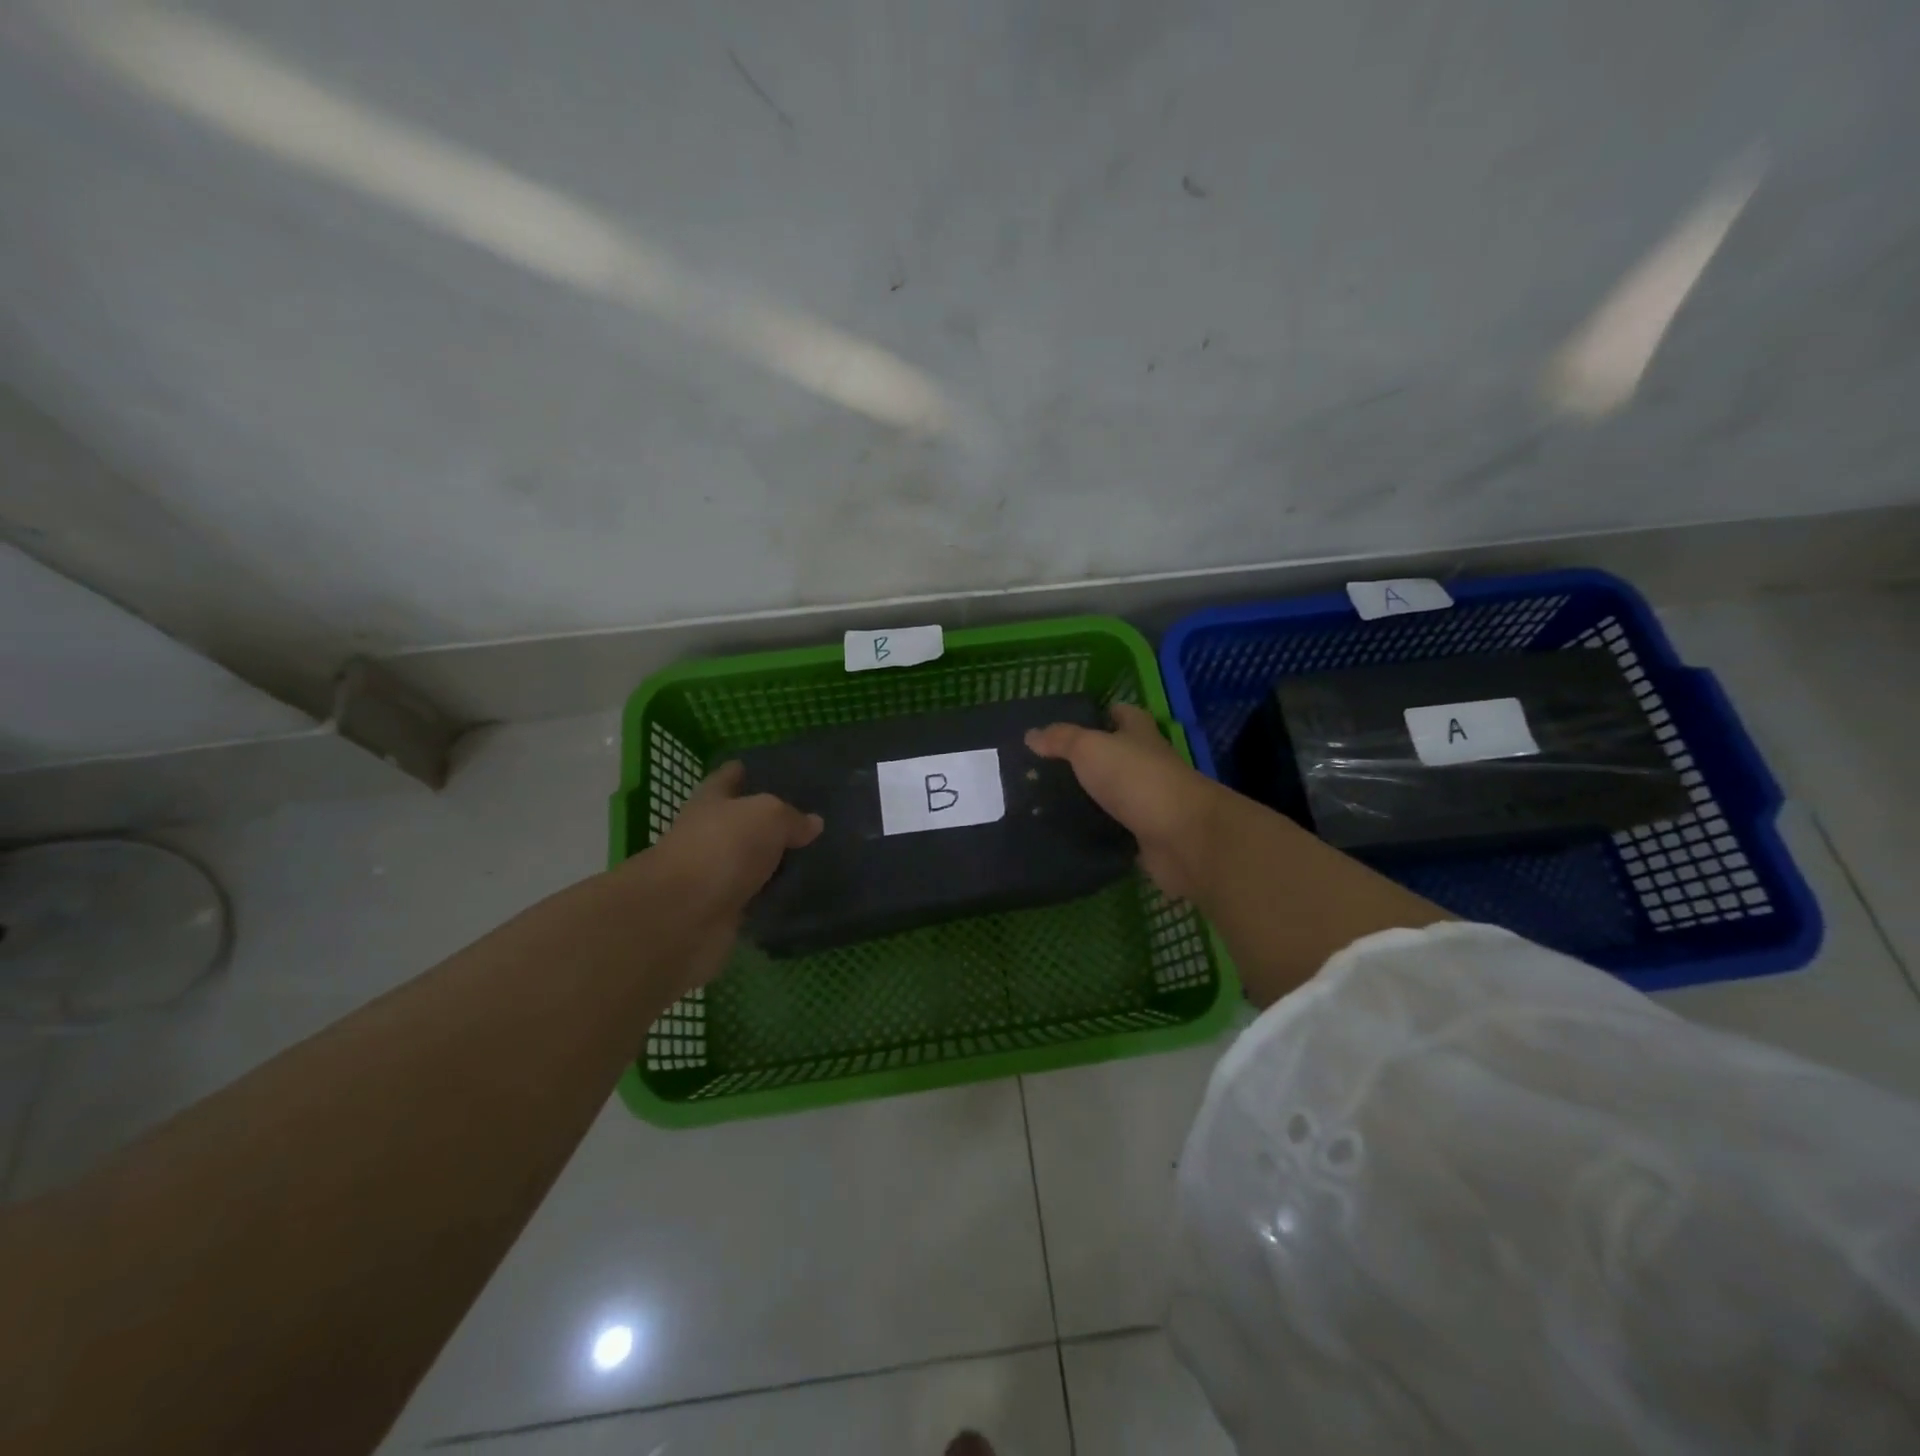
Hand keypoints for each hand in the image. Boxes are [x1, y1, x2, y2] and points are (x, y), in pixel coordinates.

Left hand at [629, 761, 822, 946]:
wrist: (685, 915)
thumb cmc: (723, 847)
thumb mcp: (768, 815)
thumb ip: (792, 817)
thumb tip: (813, 823)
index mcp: (711, 800)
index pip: (728, 777)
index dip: (746, 770)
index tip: (773, 768)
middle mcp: (710, 833)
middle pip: (742, 821)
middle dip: (770, 820)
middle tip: (812, 817)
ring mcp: (716, 873)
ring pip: (752, 861)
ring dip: (775, 861)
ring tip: (816, 854)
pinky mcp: (724, 909)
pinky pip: (757, 895)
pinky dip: (774, 894)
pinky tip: (803, 890)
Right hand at [1025, 703, 1227, 901]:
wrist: (1182, 837)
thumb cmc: (1137, 779)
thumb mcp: (1090, 748)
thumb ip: (1061, 740)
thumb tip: (1030, 734)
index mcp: (1140, 734)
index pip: (1122, 714)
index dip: (1101, 713)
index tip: (1068, 722)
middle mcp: (1148, 764)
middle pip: (1116, 755)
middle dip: (1087, 760)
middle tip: (1045, 768)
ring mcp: (1149, 802)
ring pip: (1114, 795)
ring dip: (1089, 799)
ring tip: (1046, 803)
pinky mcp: (1146, 836)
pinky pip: (1115, 830)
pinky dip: (1096, 832)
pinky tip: (1067, 835)